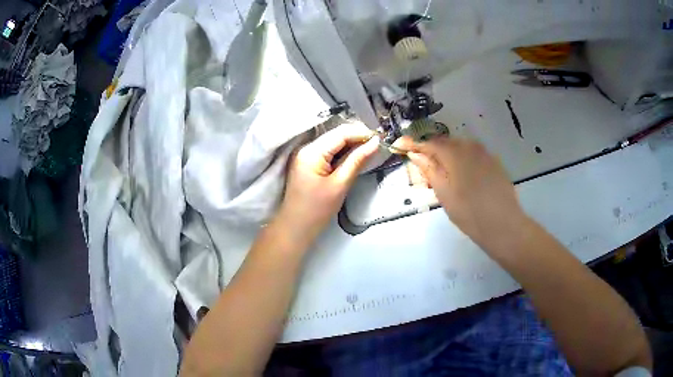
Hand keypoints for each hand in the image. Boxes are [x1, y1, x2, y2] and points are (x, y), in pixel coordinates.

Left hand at [277, 122, 379, 240]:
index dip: (362, 133)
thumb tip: (375, 142)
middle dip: (358, 137)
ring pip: (334, 141)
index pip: (341, 133)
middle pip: (337, 134)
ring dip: (352, 144)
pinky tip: (356, 156)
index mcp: (312, 152)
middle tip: (378, 144)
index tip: (381, 138)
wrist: (296, 228)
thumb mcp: (340, 184)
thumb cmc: (317, 210)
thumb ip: (357, 160)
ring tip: (371, 150)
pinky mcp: (308, 162)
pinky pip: (329, 150)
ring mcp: (306, 154)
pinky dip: (343, 152)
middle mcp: (307, 148)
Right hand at [395, 136, 527, 249]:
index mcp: (454, 152)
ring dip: (447, 157)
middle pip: (445, 143)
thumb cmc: (469, 212)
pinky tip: (462, 178)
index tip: (400, 145)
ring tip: (442, 175)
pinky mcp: (494, 162)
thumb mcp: (443, 193)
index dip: (414, 144)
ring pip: (460, 149)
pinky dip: (462, 161)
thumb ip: (429, 169)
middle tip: (422, 169)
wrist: (503, 224)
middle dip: (431, 151)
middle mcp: (470, 146)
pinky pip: (472, 156)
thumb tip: (415, 153)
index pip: (429, 142)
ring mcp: (484, 153)